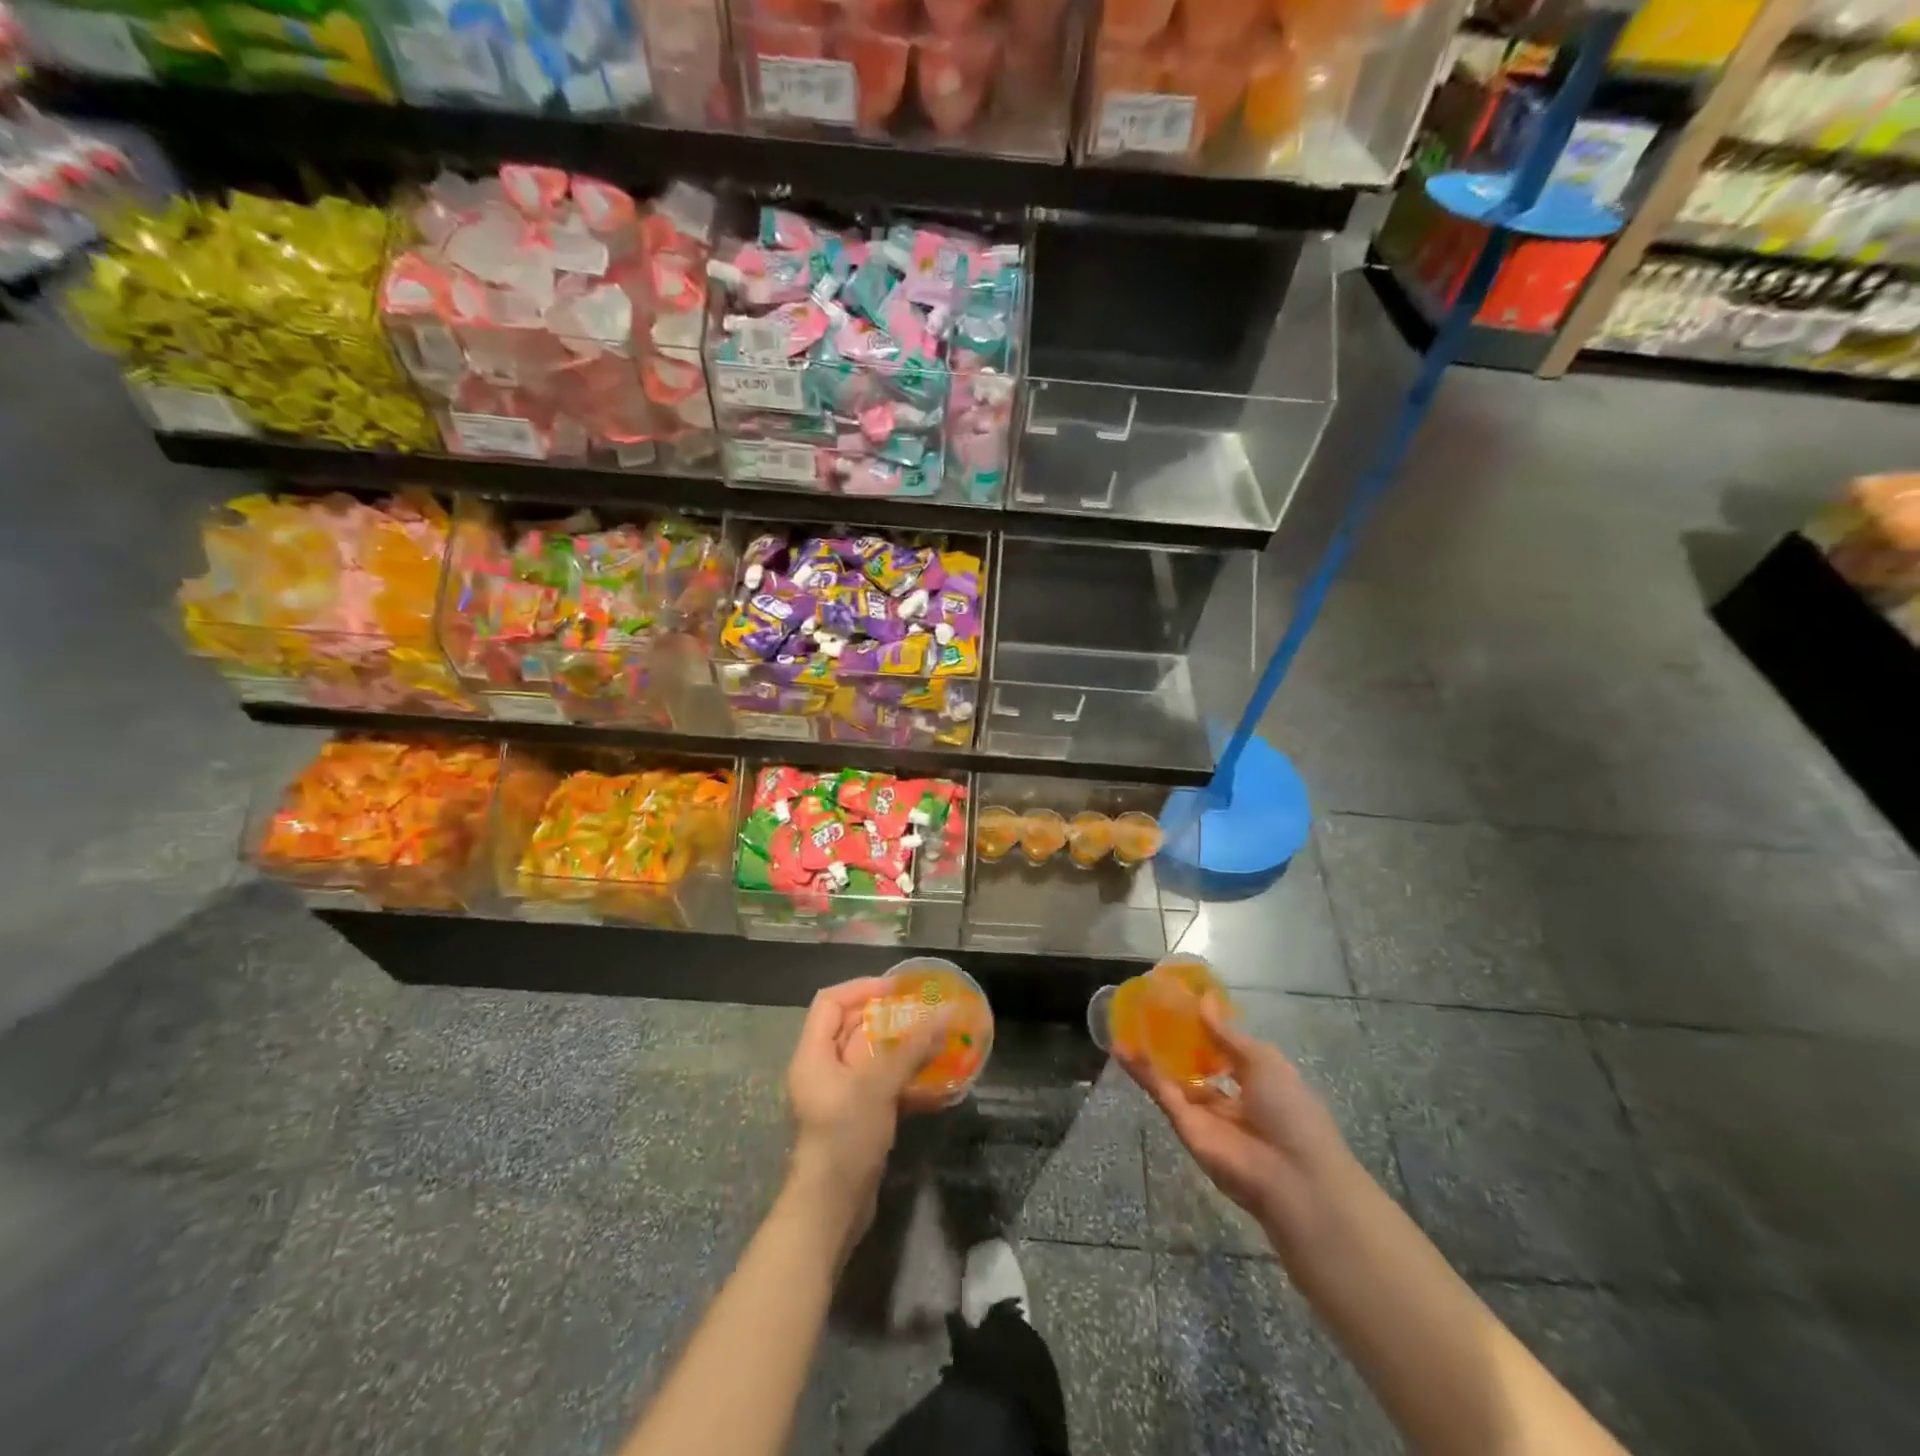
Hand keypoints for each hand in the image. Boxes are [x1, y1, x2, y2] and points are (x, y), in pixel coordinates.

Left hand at [784, 977, 945, 1238]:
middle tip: (924, 1012)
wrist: (832, 1211)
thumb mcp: (878, 1085)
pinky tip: (938, 1083)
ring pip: (871, 1058)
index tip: (897, 988)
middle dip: (888, 1018)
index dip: (862, 988)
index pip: (830, 1002)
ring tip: (937, 1041)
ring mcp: (840, 1096)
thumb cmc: (845, 1137)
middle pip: (852, 1028)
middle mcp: (823, 1070)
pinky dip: (906, 1080)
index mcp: (813, 1054)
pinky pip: (882, 1086)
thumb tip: (944, 1012)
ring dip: (903, 1049)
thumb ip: (911, 1047)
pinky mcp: (858, 1119)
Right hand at [1119, 997, 1359, 1243]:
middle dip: (1173, 1040)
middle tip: (1146, 1008)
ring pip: (1173, 1078)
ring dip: (1150, 1053)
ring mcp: (1205, 1114)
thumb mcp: (1262, 1061)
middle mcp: (1229, 1097)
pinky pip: (1163, 1094)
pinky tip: (1122, 1048)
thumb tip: (1203, 999)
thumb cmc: (1291, 1111)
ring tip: (1124, 1022)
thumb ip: (1226, 1033)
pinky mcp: (1185, 1127)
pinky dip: (1143, 1072)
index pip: (1223, 1049)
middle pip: (1194, 1064)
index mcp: (1256, 1080)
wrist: (1294, 1178)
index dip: (1203, 1026)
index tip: (1179, 999)